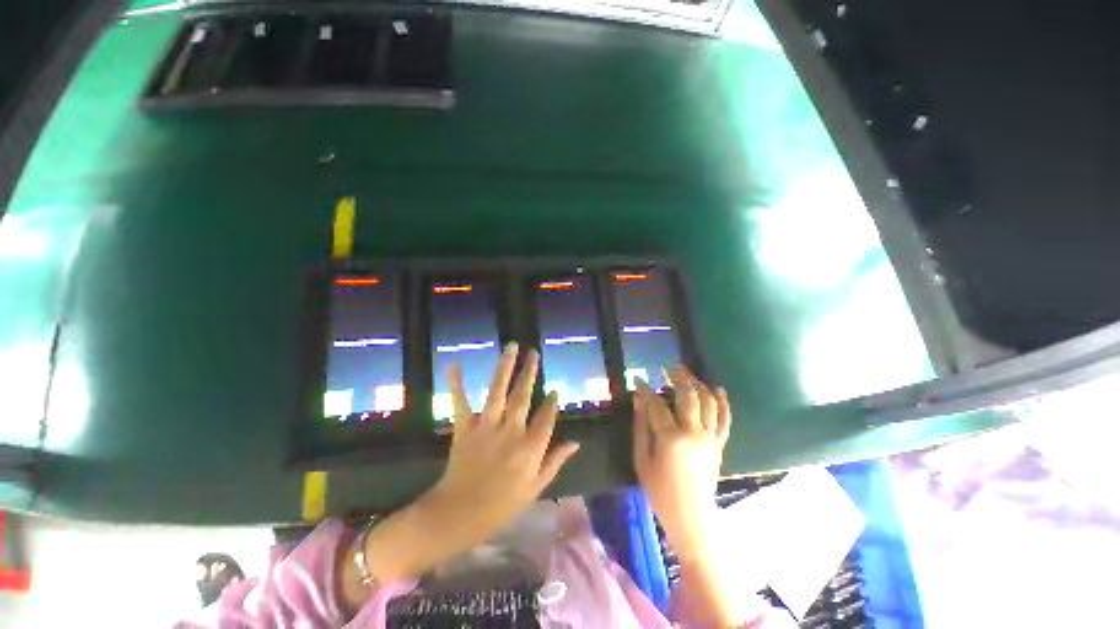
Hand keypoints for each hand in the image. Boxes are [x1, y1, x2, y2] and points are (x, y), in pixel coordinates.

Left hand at [340, 344, 577, 610]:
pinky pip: (461, 403)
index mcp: (529, 448)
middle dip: (530, 372)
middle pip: (523, 396)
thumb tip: (576, 443)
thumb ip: (555, 461)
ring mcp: (486, 427)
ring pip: (498, 391)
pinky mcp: (465, 428)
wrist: (459, 514)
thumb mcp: (535, 488)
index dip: (551, 403)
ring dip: (505, 367)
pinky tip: (455, 364)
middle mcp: (510, 431)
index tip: (555, 391)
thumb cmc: (501, 505)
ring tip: (512, 346)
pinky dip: (457, 384)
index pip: (546, 418)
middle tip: (534, 353)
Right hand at [632, 368, 730, 558]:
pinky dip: (723, 402)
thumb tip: (638, 400)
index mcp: (671, 439)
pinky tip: (718, 389)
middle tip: (667, 368)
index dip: (645, 389)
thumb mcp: (642, 460)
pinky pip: (725, 419)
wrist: (691, 518)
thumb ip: (640, 427)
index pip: (656, 404)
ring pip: (708, 402)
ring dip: (698, 384)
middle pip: (688, 395)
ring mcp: (710, 438)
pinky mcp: (719, 444)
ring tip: (687, 375)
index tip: (637, 379)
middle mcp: (694, 433)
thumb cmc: (660, 491)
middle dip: (677, 377)